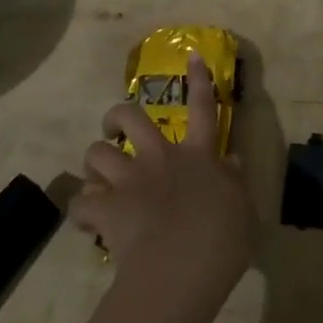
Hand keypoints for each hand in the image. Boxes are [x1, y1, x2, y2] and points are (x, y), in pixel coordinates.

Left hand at [70, 52, 255, 308]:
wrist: (182, 267)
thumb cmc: (222, 238)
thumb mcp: (242, 207)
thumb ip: (234, 181)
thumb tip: (234, 159)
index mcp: (198, 154)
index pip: (202, 107)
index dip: (199, 79)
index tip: (191, 55)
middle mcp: (161, 157)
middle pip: (131, 117)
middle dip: (117, 117)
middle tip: (114, 129)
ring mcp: (130, 180)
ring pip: (98, 153)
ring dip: (94, 163)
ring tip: (97, 177)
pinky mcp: (107, 208)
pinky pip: (81, 204)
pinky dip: (80, 210)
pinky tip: (85, 220)